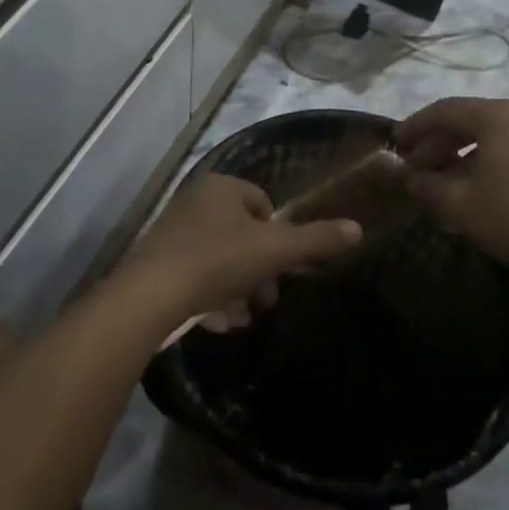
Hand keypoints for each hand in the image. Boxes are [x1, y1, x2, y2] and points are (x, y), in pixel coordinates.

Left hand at [118, 174, 361, 326]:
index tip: (283, 268)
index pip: (263, 204)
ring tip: (240, 317)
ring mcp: (173, 232)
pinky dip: (209, 296)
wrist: (150, 295)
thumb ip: (316, 240)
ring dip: (236, 289)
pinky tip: (216, 321)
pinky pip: (195, 276)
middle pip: (242, 236)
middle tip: (264, 301)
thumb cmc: (217, 261)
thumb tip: (358, 228)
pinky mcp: (158, 262)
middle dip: (258, 271)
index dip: (278, 237)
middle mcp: (195, 201)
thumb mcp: (275, 250)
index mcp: (221, 187)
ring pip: (220, 260)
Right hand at [395, 97, 508, 274]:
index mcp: (496, 116)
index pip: (443, 110)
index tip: (394, 144)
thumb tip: (407, 177)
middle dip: (435, 143)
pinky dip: (480, 161)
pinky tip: (468, 188)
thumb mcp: (459, 203)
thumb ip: (425, 185)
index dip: (414, 126)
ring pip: (485, 135)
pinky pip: (504, 148)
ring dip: (456, 154)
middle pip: (465, 120)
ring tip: (437, 181)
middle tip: (413, 168)